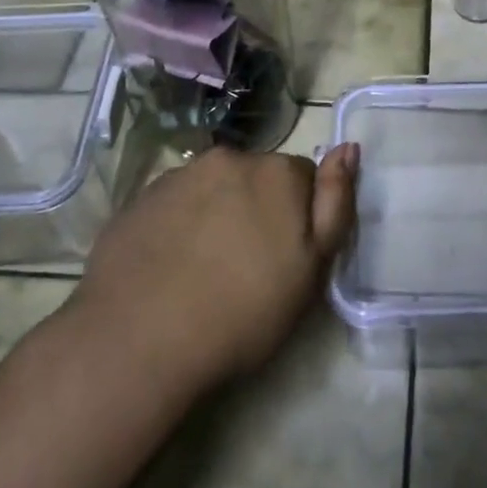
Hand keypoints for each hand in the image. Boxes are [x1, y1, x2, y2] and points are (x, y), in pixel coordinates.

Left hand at [61, 144, 357, 394]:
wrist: (138, 340)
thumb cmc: (242, 311)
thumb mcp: (311, 269)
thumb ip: (335, 203)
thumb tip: (348, 148)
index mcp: (278, 172)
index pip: (305, 180)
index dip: (299, 219)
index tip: (285, 258)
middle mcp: (231, 158)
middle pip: (260, 178)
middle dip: (260, 209)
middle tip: (246, 266)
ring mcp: (181, 174)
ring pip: (217, 187)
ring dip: (220, 211)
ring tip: (205, 267)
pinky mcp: (142, 196)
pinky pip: (178, 200)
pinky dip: (182, 221)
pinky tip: (171, 263)